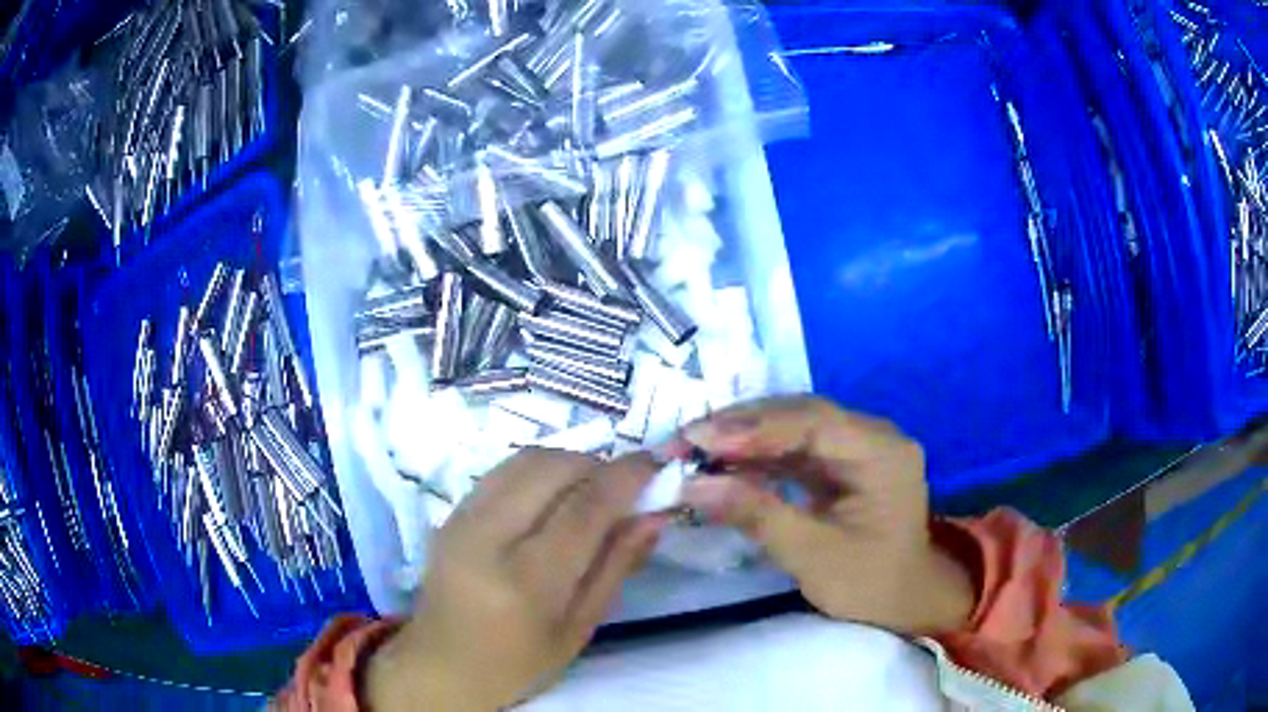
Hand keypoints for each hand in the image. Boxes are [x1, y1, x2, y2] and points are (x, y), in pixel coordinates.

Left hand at [366, 449, 666, 710]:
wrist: (442, 666)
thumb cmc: (519, 663)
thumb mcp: (579, 628)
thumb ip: (617, 566)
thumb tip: (653, 515)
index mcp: (528, 581)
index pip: (585, 507)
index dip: (626, 477)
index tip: (656, 465)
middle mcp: (488, 538)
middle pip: (552, 468)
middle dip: (597, 464)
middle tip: (623, 487)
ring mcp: (462, 519)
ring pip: (525, 460)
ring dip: (568, 463)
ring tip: (589, 490)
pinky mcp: (450, 513)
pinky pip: (502, 471)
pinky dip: (538, 471)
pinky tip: (551, 497)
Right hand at [676, 397, 974, 635]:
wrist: (904, 602)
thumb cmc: (869, 585)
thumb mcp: (813, 555)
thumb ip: (756, 514)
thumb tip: (692, 484)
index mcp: (882, 452)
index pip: (814, 422)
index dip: (755, 426)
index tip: (700, 438)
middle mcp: (872, 436)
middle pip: (800, 416)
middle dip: (740, 426)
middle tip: (685, 440)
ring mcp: (856, 447)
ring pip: (792, 428)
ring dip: (743, 438)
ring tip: (693, 449)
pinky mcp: (840, 464)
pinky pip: (793, 449)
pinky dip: (756, 456)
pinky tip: (722, 463)